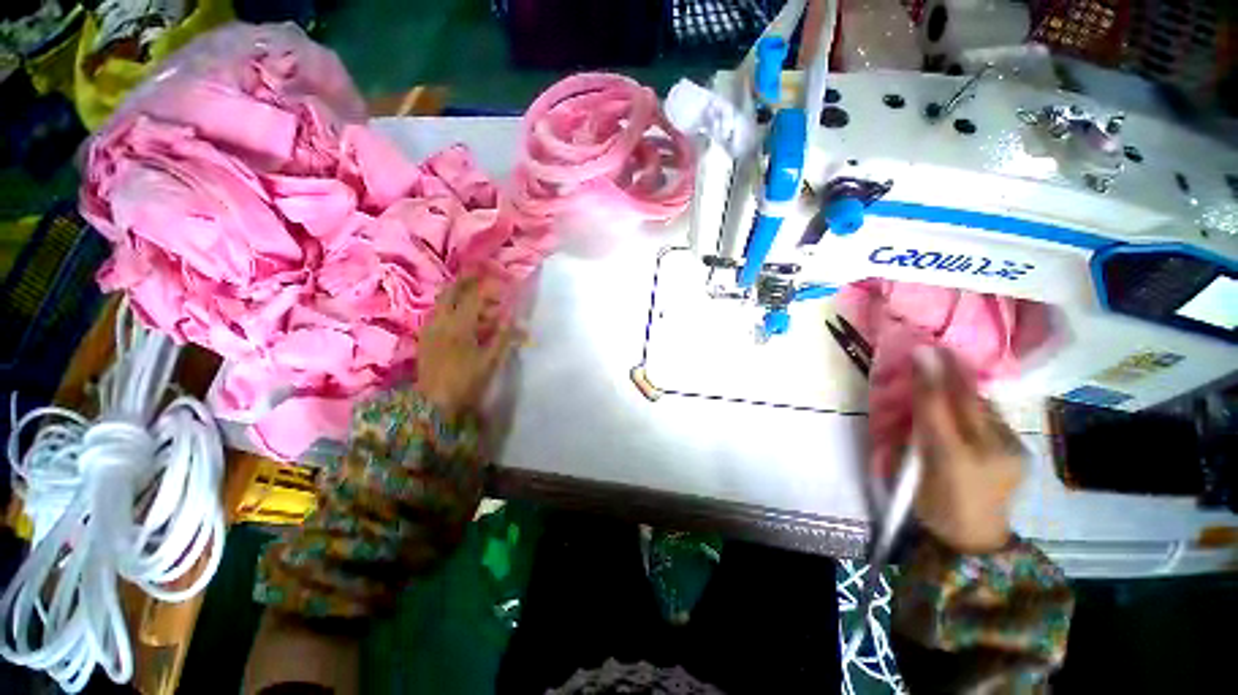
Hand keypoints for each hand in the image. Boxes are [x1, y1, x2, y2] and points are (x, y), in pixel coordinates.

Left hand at [416, 278, 517, 418]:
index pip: (473, 298)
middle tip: (478, 273)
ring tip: (470, 292)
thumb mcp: (491, 361)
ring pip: (441, 302)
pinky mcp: (425, 337)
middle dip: (465, 280)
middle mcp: (440, 322)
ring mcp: (429, 329)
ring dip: (456, 292)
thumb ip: (503, 336)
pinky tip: (457, 313)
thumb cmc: (467, 382)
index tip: (499, 279)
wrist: (434, 403)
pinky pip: (436, 313)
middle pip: (451, 293)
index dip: (487, 286)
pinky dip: (448, 306)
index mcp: (459, 327)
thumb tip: (513, 316)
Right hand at [910, 348, 1024, 554]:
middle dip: (954, 374)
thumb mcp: (912, 467)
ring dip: (966, 387)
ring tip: (951, 369)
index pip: (943, 408)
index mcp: (957, 459)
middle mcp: (992, 451)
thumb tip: (908, 393)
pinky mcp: (1020, 452)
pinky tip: (968, 401)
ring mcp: (1012, 451)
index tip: (922, 349)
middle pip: (970, 403)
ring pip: (984, 409)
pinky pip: (993, 418)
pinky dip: (977, 405)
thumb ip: (910, 430)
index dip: (932, 378)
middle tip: (938, 350)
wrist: (973, 539)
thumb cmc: (933, 503)